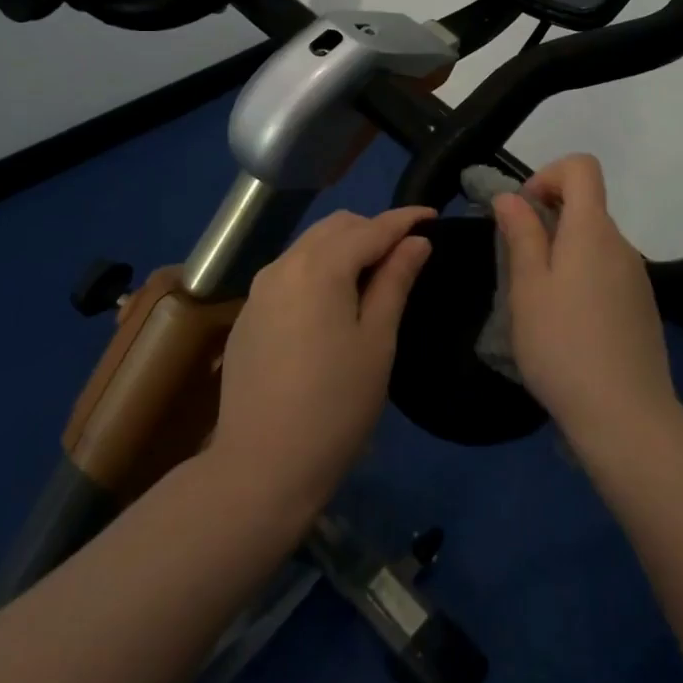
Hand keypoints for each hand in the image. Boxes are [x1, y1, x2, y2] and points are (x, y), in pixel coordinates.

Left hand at [212, 207, 432, 510]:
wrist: (261, 466)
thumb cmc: (336, 405)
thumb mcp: (378, 341)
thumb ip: (395, 281)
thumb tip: (415, 241)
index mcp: (319, 267)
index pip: (371, 228)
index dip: (405, 219)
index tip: (434, 215)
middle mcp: (283, 265)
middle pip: (336, 227)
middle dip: (373, 229)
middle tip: (407, 252)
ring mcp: (259, 289)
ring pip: (310, 246)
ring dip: (344, 247)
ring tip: (375, 274)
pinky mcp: (248, 314)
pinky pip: (290, 272)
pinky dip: (319, 269)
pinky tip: (334, 301)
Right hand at [493, 155, 677, 448]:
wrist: (625, 416)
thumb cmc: (563, 345)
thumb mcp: (527, 288)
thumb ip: (521, 234)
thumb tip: (511, 196)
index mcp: (592, 230)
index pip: (582, 167)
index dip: (548, 174)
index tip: (524, 212)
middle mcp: (621, 244)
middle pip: (586, 207)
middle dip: (548, 221)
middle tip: (518, 267)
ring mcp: (637, 277)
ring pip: (594, 244)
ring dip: (563, 254)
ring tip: (538, 304)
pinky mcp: (642, 307)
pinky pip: (607, 273)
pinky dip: (582, 280)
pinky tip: (567, 327)